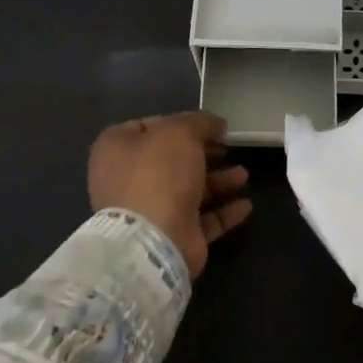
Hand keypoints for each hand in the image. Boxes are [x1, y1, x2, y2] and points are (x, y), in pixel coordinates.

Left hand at [87, 111, 251, 279]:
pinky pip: (202, 220)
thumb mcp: (180, 133)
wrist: (153, 240)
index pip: (147, 127)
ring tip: (244, 175)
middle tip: (228, 148)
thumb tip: (216, 124)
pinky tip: (246, 205)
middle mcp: (127, 180)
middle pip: (171, 160)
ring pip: (188, 190)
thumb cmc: (158, 174)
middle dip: (203, 154)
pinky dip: (223, 211)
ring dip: (218, 181)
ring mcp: (149, 212)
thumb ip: (199, 122)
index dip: (179, 123)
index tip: (208, 126)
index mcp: (116, 149)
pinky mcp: (172, 236)